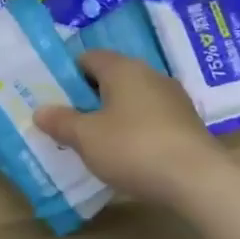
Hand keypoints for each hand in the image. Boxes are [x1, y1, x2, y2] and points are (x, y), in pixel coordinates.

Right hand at [32, 50, 230, 204]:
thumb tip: (41, 111)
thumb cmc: (133, 148)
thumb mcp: (85, 137)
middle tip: (69, 121)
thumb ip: (61, 121)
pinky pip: (151, 118)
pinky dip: (135, 130)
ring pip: (132, 99)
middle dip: (89, 97)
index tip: (54, 98)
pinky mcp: (188, 124)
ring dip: (113, 115)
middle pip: (111, 78)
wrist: (198, 181)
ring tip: (95, 141)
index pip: (88, 58)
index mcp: (123, 69)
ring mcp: (173, 99)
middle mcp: (150, 75)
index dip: (68, 75)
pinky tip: (127, 153)